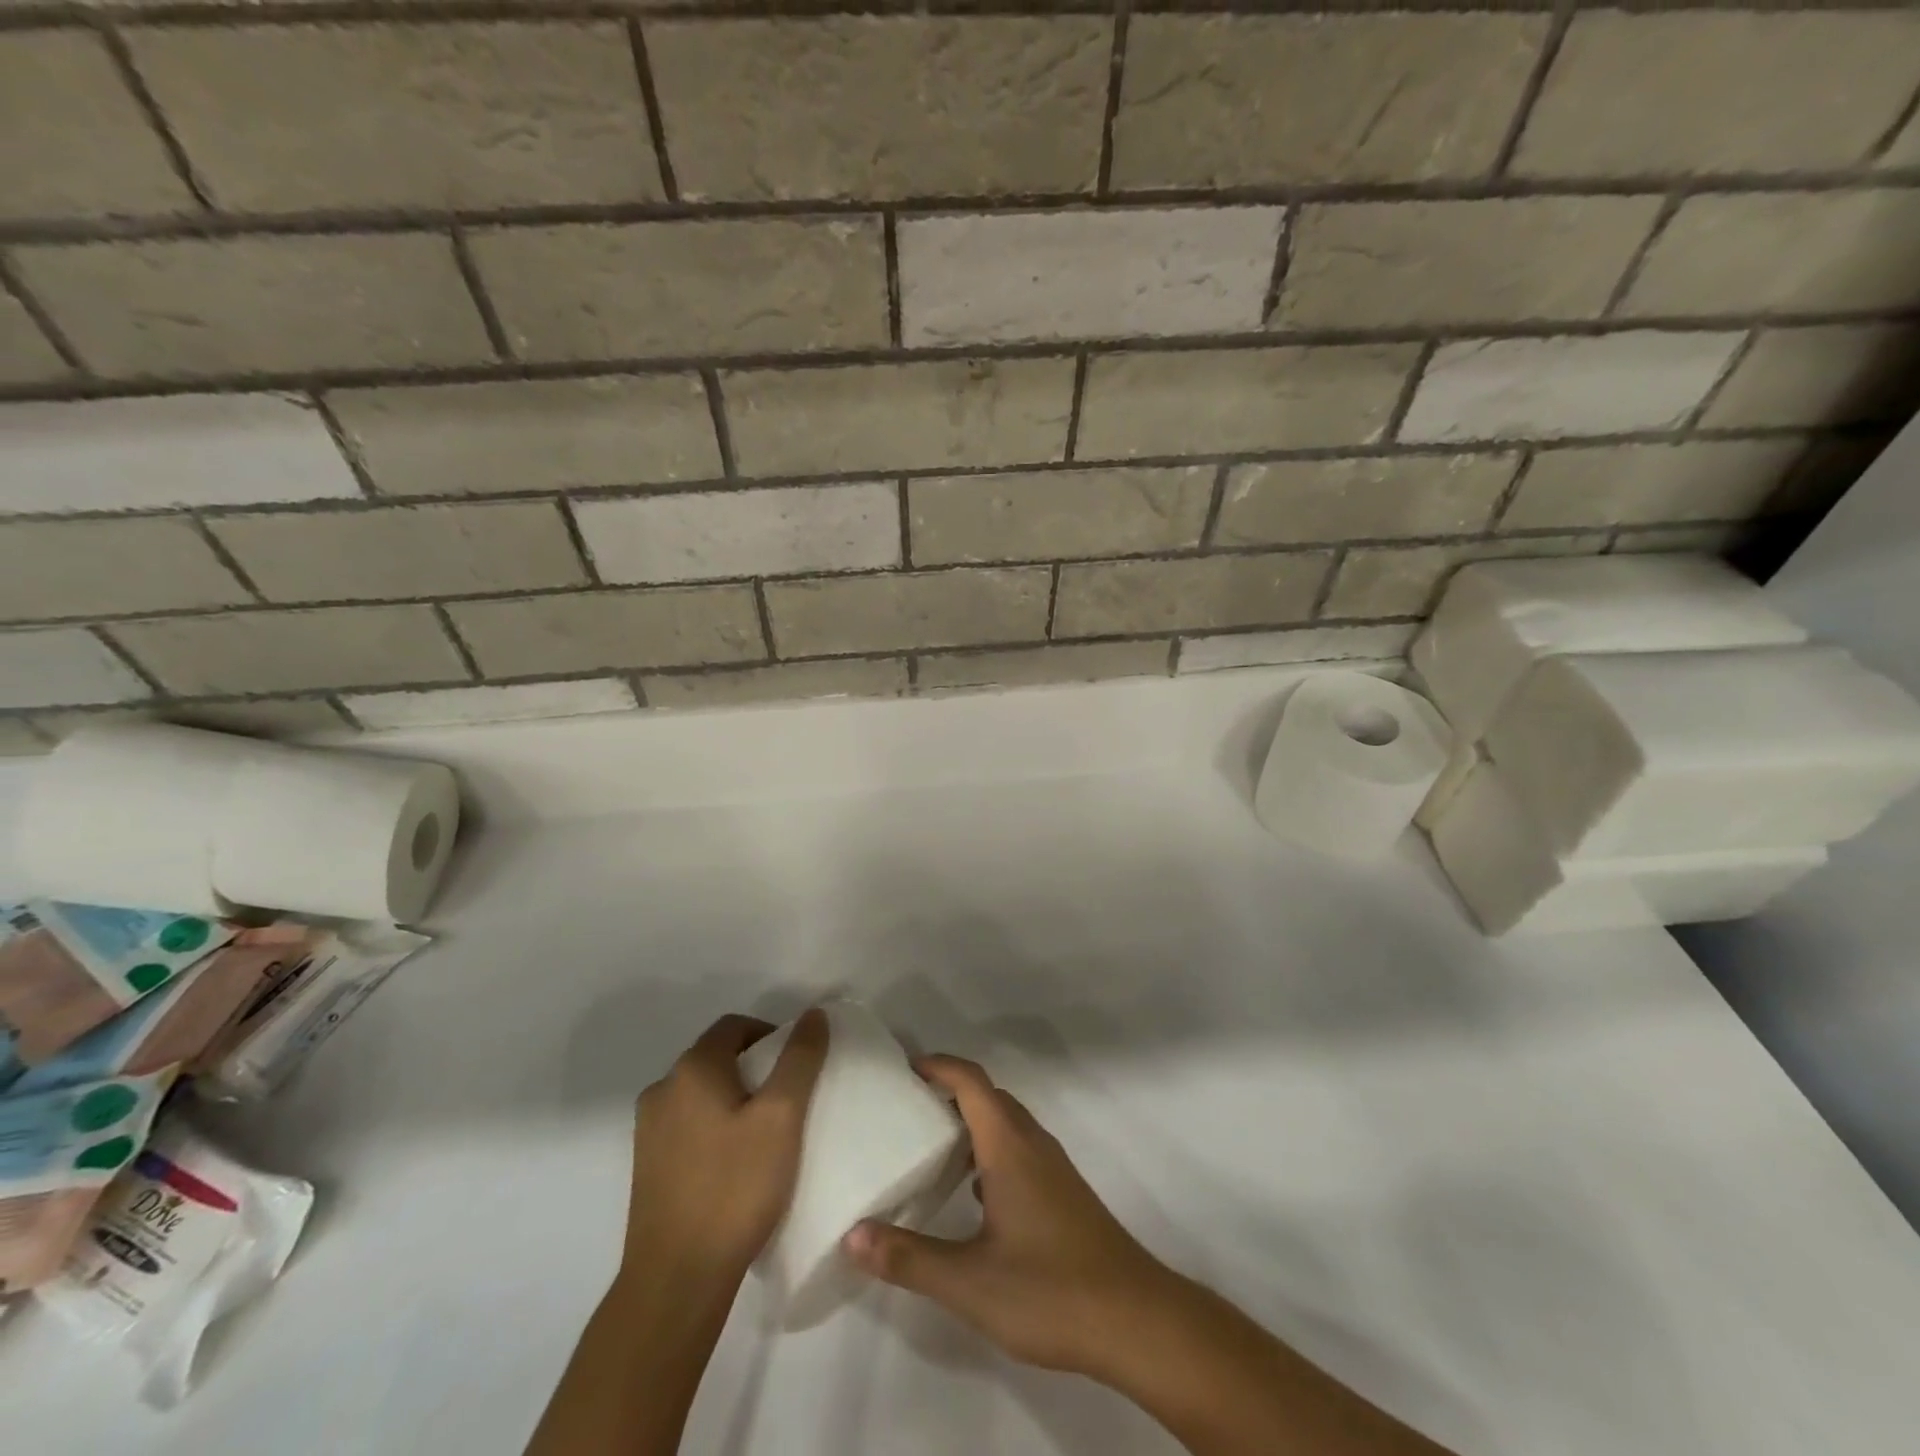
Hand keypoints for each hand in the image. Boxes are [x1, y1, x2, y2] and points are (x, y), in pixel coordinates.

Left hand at [624, 1010, 828, 1289]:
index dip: (771, 1036)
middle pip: (717, 1057)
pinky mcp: (646, 1166)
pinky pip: (688, 1126)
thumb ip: (800, 1059)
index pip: (735, 1026)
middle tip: (788, 1103)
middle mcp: (662, 1089)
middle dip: (755, 1069)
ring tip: (765, 1136)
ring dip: (734, 1100)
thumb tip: (813, 1013)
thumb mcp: (782, 1117)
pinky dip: (714, 1128)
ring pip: (702, 1094)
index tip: (797, 1069)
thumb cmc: (734, 1188)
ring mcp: (648, 1130)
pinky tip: (735, 1165)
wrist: (676, 1280)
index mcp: (691, 1069)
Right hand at [841, 1054, 1178, 1380]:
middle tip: (908, 1108)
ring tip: (932, 1147)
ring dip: (972, 1121)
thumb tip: (853, 1235)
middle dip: (950, 1091)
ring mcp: (1053, 1168)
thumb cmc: (1050, 1289)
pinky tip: (974, 1193)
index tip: (905, 1068)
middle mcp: (1033, 1143)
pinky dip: (991, 1150)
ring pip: (1007, 1123)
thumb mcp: (970, 1282)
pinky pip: (1020, 1149)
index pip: (971, 1082)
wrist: (1135, 1319)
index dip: (939, 1066)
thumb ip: (910, 1258)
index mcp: (1009, 1146)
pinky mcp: (1064, 1193)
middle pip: (989, 1096)